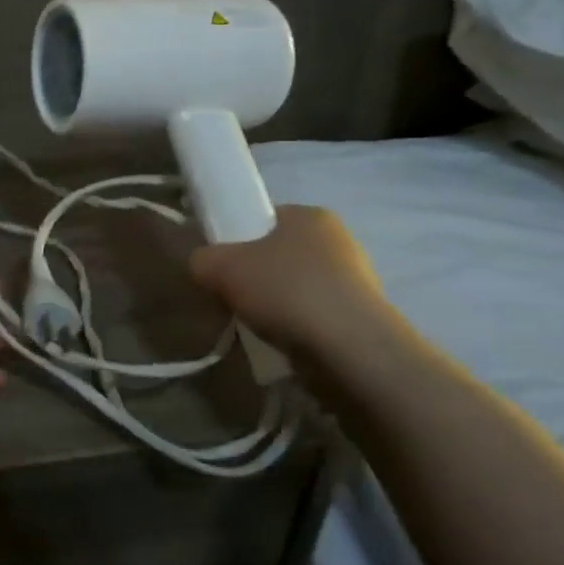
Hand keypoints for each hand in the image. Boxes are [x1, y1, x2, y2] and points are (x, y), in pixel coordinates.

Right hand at [189, 205, 391, 360]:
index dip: (237, 239)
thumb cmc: (285, 290)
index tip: (222, 266)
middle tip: (232, 297)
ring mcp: (356, 279)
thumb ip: (201, 259)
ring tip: (256, 325)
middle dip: (254, 276)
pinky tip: (281, 341)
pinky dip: (295, 325)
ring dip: (274, 304)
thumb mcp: (220, 267)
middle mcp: (339, 239)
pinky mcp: (362, 316)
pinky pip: (313, 314)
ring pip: (295, 286)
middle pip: (278, 254)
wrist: (349, 349)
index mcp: (310, 215)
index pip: (264, 219)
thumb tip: (203, 266)